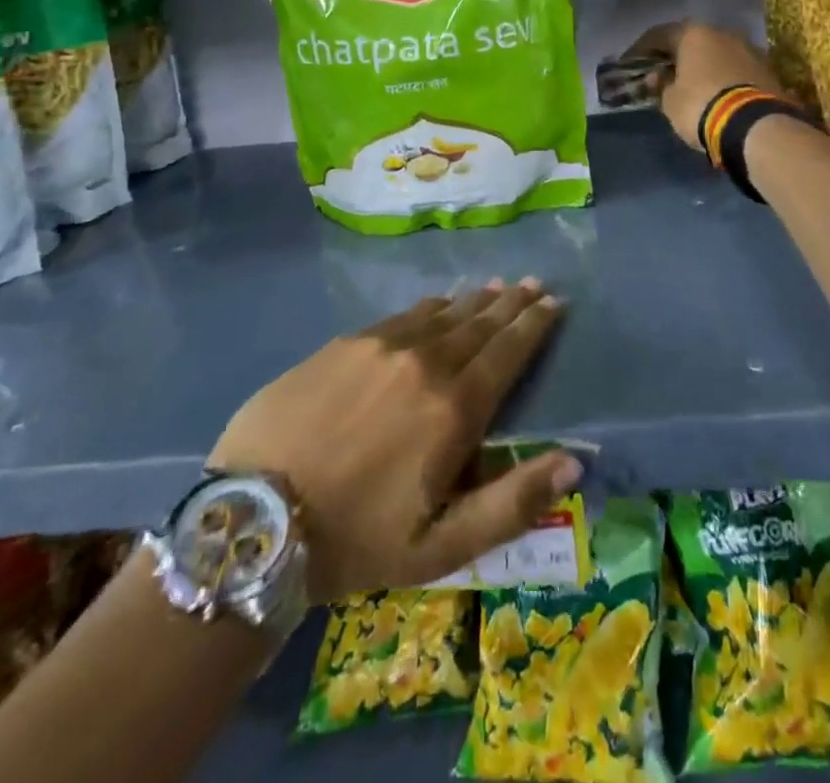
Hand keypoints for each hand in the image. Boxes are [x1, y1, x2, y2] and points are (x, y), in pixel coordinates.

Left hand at [208, 279, 576, 603]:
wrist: (255, 518)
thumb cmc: (356, 540)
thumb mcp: (442, 547)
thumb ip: (512, 502)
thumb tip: (575, 462)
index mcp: (454, 409)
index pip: (507, 353)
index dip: (534, 326)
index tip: (554, 302)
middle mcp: (425, 363)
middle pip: (479, 324)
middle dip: (511, 304)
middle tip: (534, 283)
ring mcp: (382, 346)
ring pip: (442, 313)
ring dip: (474, 300)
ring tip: (496, 286)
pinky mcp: (345, 343)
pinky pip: (402, 315)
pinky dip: (429, 306)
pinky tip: (437, 301)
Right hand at [627, 21, 781, 151]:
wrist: (756, 126)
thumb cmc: (701, 106)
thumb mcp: (670, 101)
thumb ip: (661, 85)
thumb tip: (658, 77)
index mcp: (694, 34)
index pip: (659, 35)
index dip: (641, 49)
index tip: (630, 63)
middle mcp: (723, 33)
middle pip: (692, 40)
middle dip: (676, 55)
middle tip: (661, 72)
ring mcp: (749, 49)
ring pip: (716, 53)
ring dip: (702, 65)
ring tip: (689, 84)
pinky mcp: (766, 69)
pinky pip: (734, 68)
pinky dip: (721, 76)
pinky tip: (714, 92)